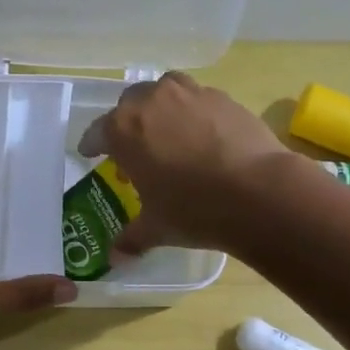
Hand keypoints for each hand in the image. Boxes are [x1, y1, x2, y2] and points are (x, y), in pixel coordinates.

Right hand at [76, 71, 297, 256]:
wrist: (258, 192)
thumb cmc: (193, 209)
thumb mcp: (157, 227)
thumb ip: (131, 238)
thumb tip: (115, 259)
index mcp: (124, 129)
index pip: (97, 132)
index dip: (92, 145)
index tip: (91, 154)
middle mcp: (153, 101)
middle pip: (130, 104)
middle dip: (128, 123)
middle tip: (135, 149)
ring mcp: (191, 94)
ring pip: (165, 91)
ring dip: (161, 107)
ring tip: (169, 132)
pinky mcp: (224, 98)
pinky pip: (199, 99)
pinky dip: (194, 113)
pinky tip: (203, 137)